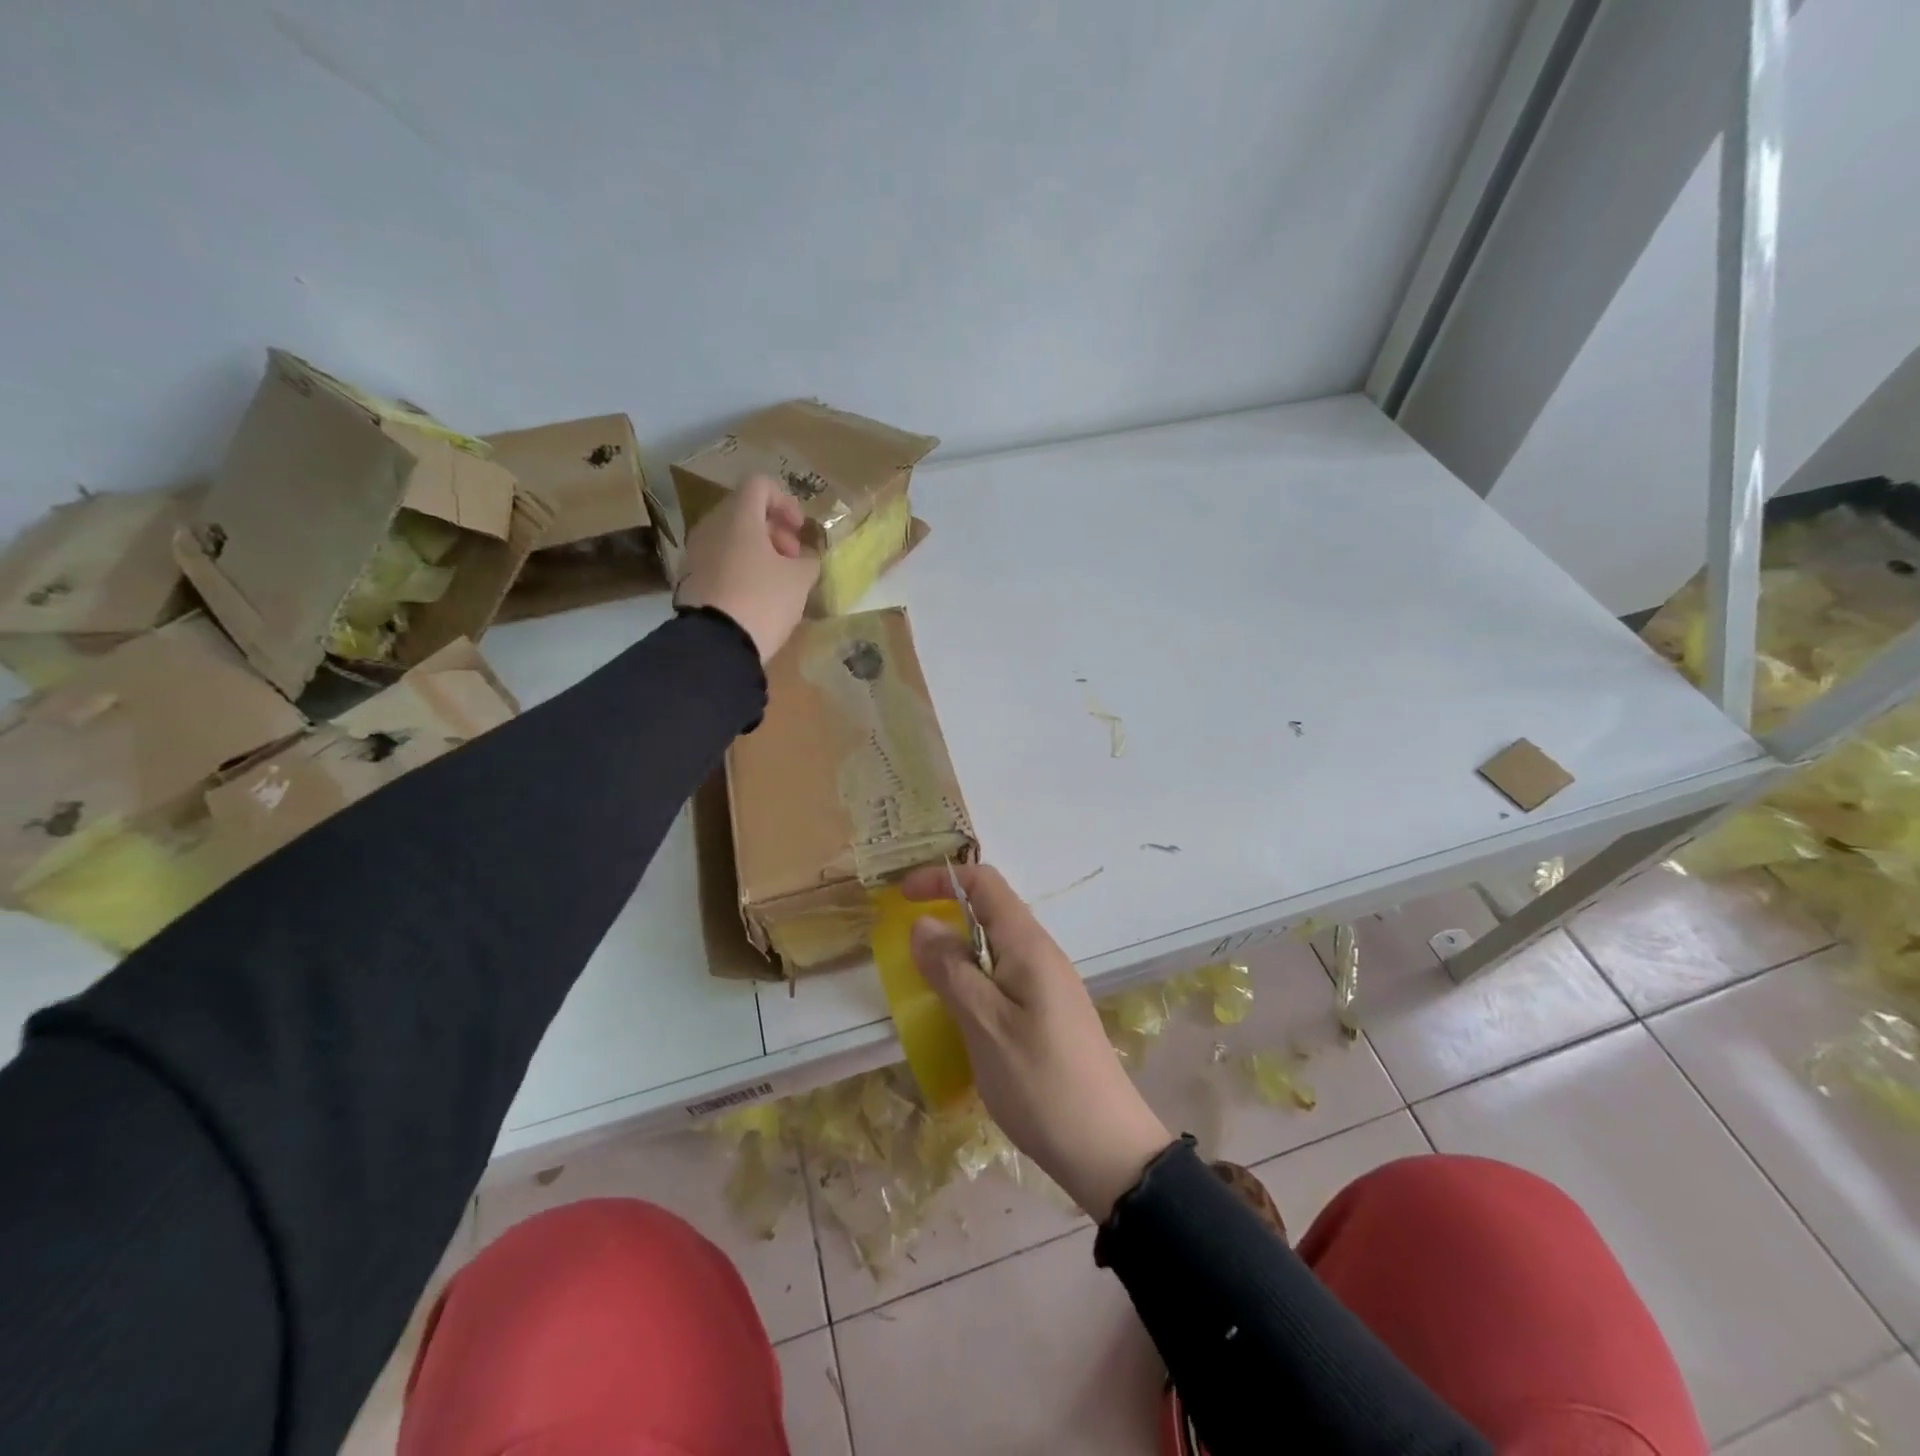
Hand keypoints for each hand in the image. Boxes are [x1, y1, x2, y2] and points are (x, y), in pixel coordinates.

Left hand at [676, 474, 819, 662]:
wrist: (716, 643)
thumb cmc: (763, 600)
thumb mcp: (800, 580)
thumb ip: (808, 561)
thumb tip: (804, 559)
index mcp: (738, 517)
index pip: (760, 485)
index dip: (785, 501)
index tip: (800, 529)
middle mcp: (711, 526)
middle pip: (744, 511)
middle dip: (773, 529)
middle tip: (793, 557)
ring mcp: (696, 552)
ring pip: (731, 537)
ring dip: (757, 550)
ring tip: (777, 580)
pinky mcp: (689, 578)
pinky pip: (720, 561)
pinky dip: (740, 567)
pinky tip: (756, 595)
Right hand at [902, 863, 1173, 1220]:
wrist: (1106, 1149)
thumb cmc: (1040, 1082)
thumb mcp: (985, 1025)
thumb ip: (951, 970)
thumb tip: (923, 923)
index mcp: (1029, 945)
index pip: (986, 883)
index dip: (942, 879)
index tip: (902, 897)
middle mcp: (1043, 954)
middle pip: (990, 912)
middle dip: (946, 915)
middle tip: (907, 949)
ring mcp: (1049, 985)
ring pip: (995, 948)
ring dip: (958, 953)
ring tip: (927, 985)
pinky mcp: (1049, 1013)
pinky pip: (1004, 978)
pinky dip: (974, 982)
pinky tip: (960, 1017)